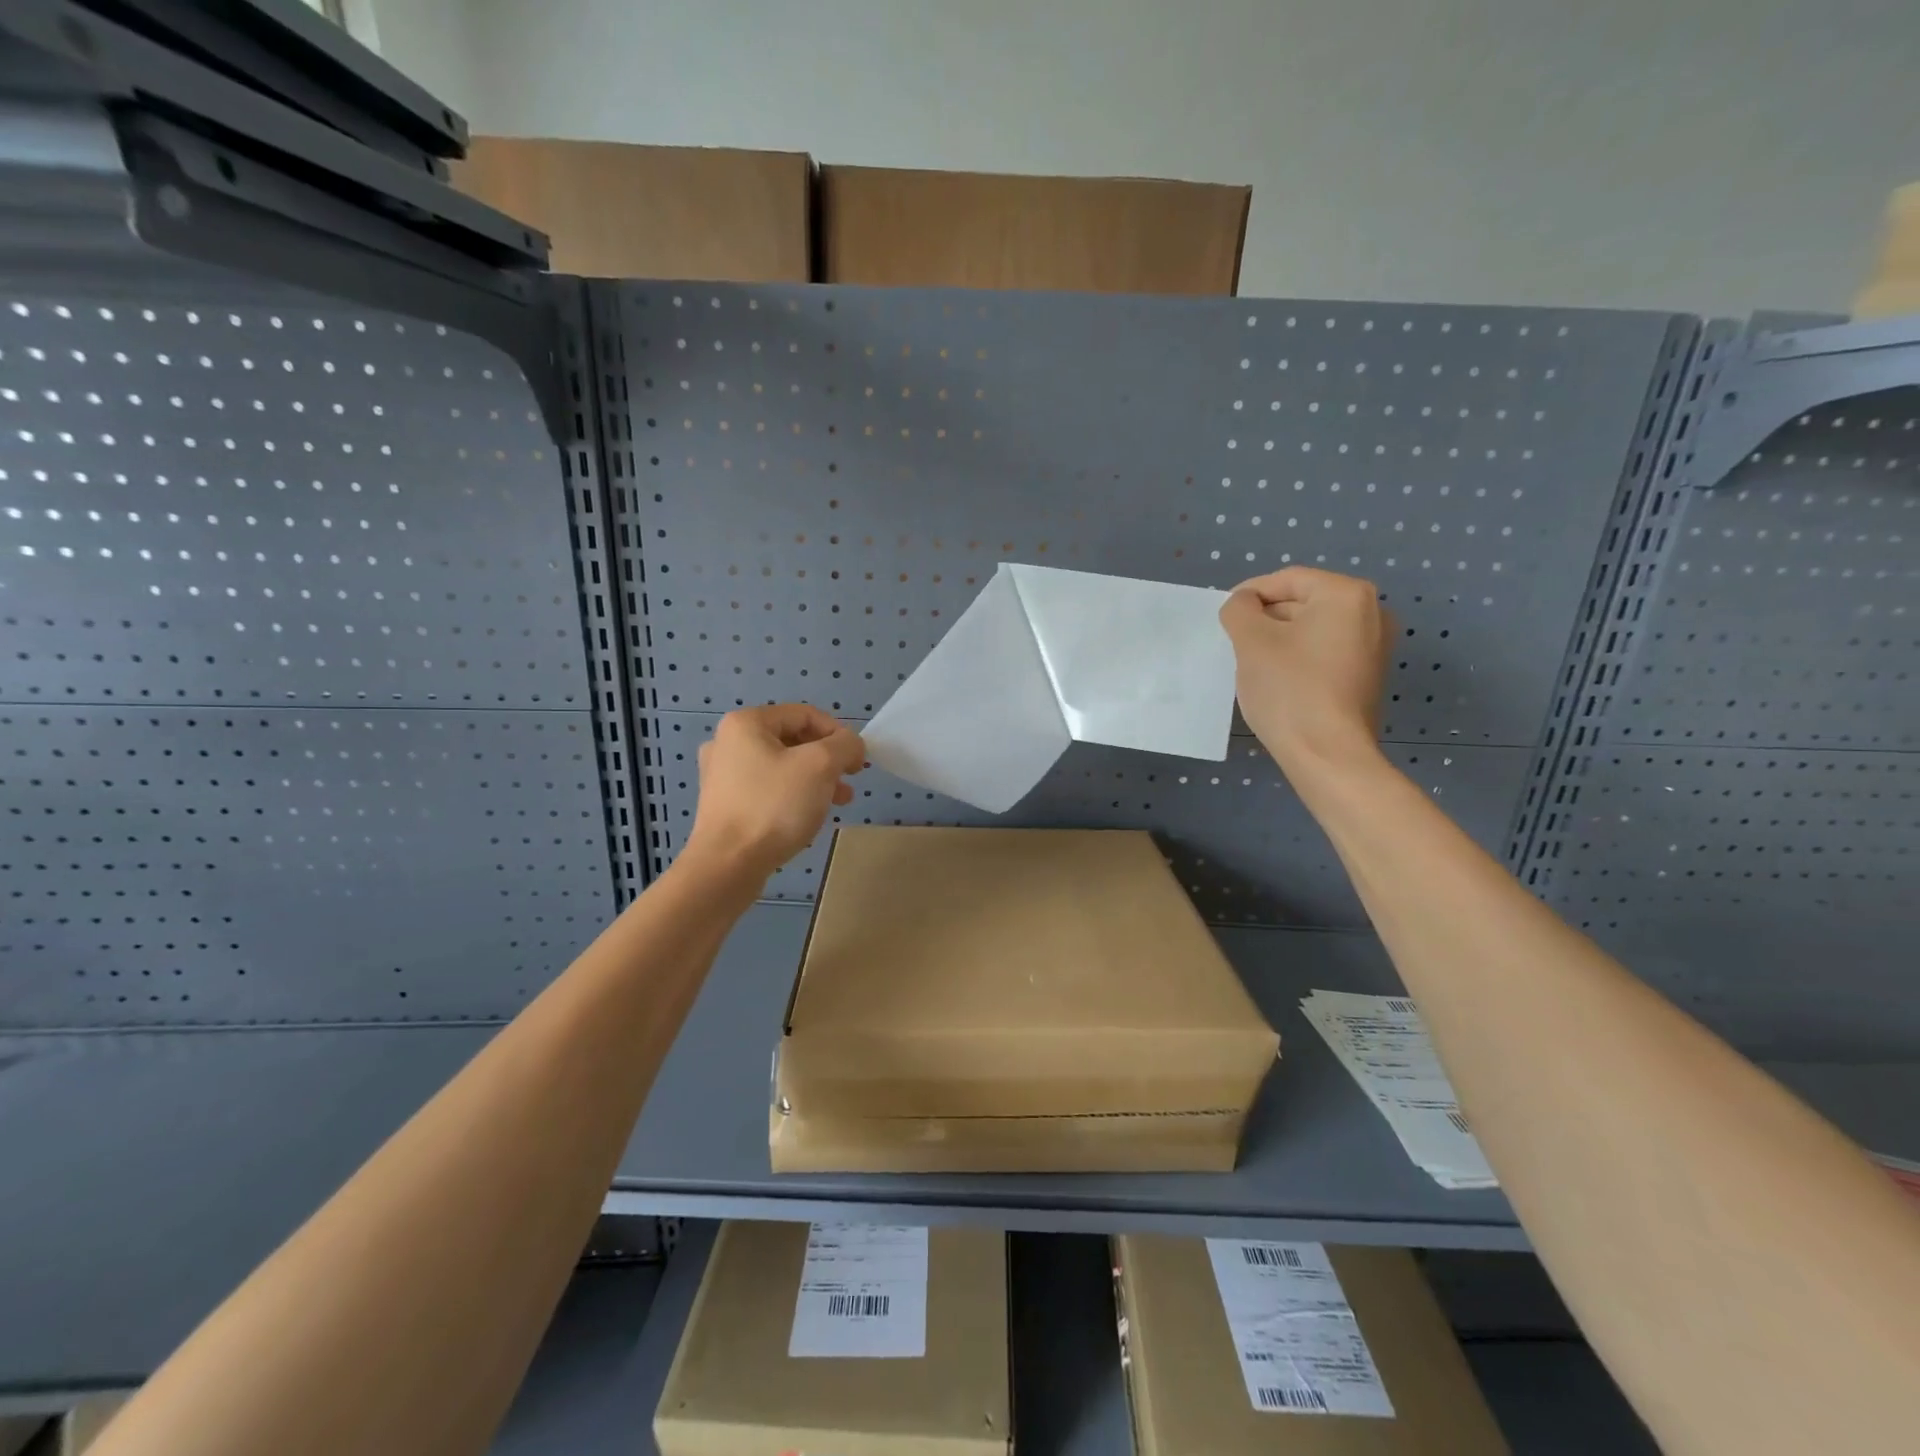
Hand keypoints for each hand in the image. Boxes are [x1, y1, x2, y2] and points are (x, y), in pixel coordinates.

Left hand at [683, 704, 864, 880]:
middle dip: (827, 759)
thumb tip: (852, 745)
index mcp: (746, 723)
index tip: (858, 762)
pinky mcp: (724, 804)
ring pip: (782, 767)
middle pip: (793, 740)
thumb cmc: (774, 806)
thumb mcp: (821, 766)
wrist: (727, 865)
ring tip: (837, 802)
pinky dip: (792, 796)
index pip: (805, 714)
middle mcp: (728, 743)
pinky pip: (767, 789)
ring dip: (814, 779)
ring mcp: (722, 775)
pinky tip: (808, 816)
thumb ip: (845, 745)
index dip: (838, 734)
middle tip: (849, 782)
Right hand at [1218, 567, 1392, 775]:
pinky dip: (1298, 659)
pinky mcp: (1368, 676)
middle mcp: (1372, 613)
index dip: (1249, 594)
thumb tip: (1244, 604)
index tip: (1224, 617)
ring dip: (1279, 640)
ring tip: (1253, 665)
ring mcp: (1375, 647)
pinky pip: (1325, 653)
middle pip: (1303, 602)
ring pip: (1312, 630)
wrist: (1327, 754)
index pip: (1288, 579)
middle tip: (1236, 644)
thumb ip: (1240, 609)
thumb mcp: (1251, 641)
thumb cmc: (1289, 689)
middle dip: (1266, 619)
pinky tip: (1278, 682)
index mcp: (1347, 595)